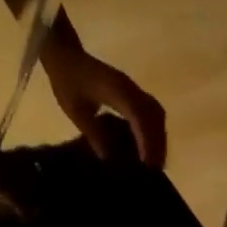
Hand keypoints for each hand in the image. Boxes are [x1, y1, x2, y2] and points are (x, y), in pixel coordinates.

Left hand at [40, 35, 166, 168]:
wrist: (67, 55)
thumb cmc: (67, 80)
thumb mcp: (75, 110)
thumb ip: (93, 132)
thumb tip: (108, 159)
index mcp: (116, 90)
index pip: (139, 116)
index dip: (146, 140)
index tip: (147, 164)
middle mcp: (131, 89)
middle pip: (154, 116)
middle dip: (158, 144)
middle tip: (156, 170)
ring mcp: (134, 90)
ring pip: (156, 115)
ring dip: (159, 139)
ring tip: (156, 162)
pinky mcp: (134, 94)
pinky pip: (151, 112)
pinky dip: (154, 131)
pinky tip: (150, 147)